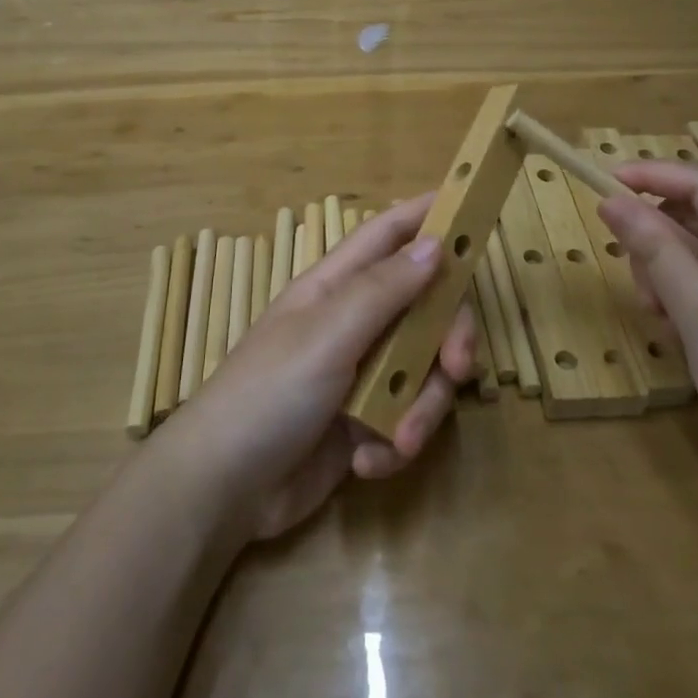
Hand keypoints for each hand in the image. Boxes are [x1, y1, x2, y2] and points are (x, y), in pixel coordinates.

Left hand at [161, 197, 475, 541]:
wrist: (223, 490)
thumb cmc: (269, 393)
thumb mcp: (327, 334)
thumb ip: (383, 290)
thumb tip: (434, 243)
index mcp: (338, 287)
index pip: (389, 234)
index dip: (427, 216)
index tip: (473, 207)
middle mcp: (355, 323)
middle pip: (426, 307)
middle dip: (449, 337)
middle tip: (458, 369)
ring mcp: (360, 374)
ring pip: (424, 369)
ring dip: (422, 408)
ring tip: (400, 441)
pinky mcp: (365, 423)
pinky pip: (406, 419)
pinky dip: (395, 443)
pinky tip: (366, 463)